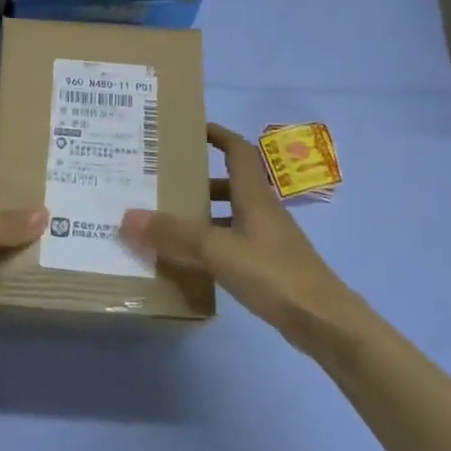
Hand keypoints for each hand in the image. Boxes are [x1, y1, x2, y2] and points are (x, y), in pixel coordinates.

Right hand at [121, 122, 356, 339]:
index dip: (217, 134)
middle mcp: (262, 210)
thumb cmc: (272, 273)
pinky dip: (212, 243)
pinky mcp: (269, 265)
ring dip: (203, 214)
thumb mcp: (217, 250)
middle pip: (230, 183)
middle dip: (199, 180)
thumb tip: (128, 216)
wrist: (322, 320)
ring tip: (169, 222)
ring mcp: (268, 239)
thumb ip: (174, 234)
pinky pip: (234, 242)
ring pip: (230, 215)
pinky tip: (191, 260)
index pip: (237, 150)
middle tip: (164, 182)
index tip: (190, 129)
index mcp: (254, 195)